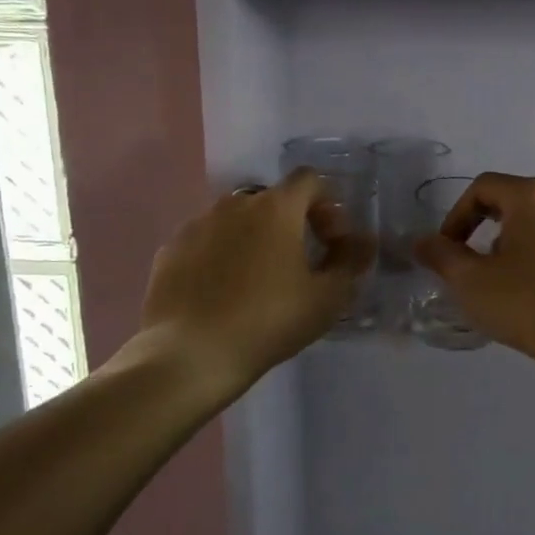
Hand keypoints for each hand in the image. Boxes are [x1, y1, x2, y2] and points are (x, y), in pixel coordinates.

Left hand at [113, 169, 373, 403]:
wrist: (189, 355)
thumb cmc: (268, 321)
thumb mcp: (327, 298)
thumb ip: (351, 262)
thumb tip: (365, 241)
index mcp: (276, 207)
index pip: (310, 180)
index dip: (328, 205)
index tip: (331, 243)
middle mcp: (235, 204)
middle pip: (273, 200)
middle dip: (292, 223)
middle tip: (300, 264)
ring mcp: (197, 225)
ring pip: (236, 220)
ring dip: (255, 239)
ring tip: (259, 281)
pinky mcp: (170, 250)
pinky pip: (206, 242)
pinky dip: (221, 256)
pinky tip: (223, 293)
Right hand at [413, 172, 534, 364]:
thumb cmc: (528, 303)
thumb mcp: (472, 281)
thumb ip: (441, 255)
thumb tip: (421, 242)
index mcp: (532, 196)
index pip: (483, 187)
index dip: (456, 215)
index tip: (447, 249)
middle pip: (515, 195)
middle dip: (487, 219)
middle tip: (473, 252)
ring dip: (514, 233)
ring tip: (501, 270)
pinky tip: (531, 283)